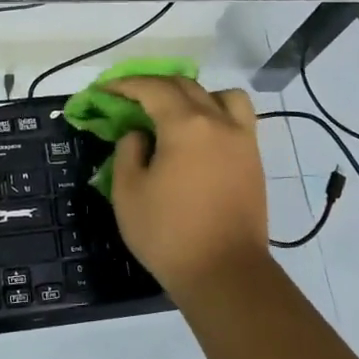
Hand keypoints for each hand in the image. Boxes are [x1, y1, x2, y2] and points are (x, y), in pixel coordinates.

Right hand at [105, 76, 269, 304]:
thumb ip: (128, 151)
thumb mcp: (128, 192)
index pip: (152, 88)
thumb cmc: (168, 234)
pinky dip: (217, 112)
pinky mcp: (254, 159)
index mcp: (185, 125)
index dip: (125, 84)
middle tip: (130, 99)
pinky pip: (238, 118)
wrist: (225, 273)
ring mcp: (242, 139)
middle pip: (185, 86)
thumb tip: (139, 134)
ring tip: (175, 113)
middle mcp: (218, 121)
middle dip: (154, 86)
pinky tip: (200, 135)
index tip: (105, 89)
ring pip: (220, 95)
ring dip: (193, 94)